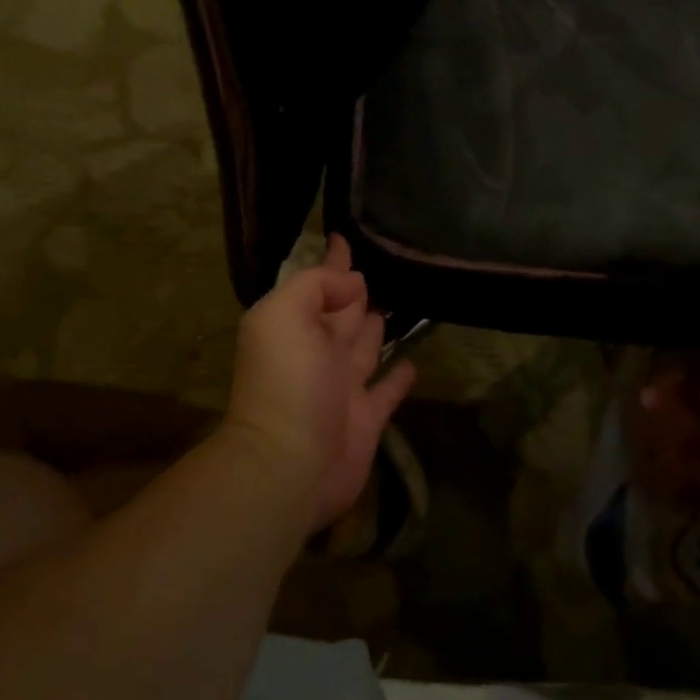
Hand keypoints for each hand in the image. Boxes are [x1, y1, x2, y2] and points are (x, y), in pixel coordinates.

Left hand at [221, 235, 417, 532]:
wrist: (290, 464)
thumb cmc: (287, 382)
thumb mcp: (286, 314)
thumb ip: (316, 286)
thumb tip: (353, 281)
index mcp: (293, 326)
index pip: (317, 284)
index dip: (332, 263)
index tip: (347, 236)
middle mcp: (317, 353)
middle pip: (342, 314)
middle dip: (355, 292)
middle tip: (382, 268)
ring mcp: (341, 387)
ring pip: (364, 348)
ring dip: (376, 328)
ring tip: (397, 304)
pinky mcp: (366, 419)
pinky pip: (386, 391)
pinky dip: (398, 378)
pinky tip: (414, 361)